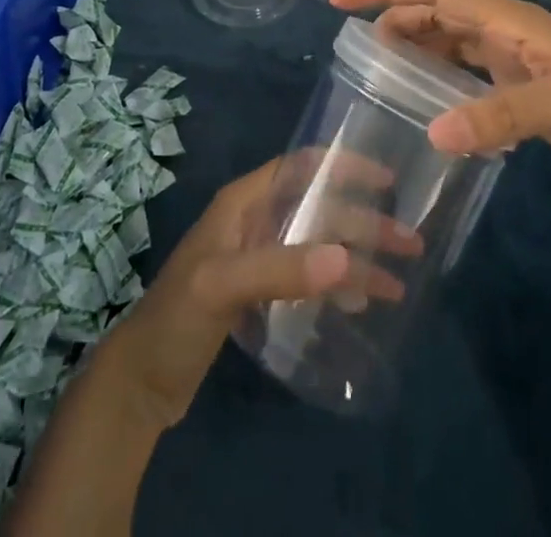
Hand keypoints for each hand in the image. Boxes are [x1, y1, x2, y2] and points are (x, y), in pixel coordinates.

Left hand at [109, 157, 413, 427]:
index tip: (387, 180)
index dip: (343, 166)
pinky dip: (335, 284)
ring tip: (397, 282)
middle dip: (364, 223)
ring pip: (318, 244)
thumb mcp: (222, 287)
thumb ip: (280, 270)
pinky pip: (308, 277)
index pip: (301, 167)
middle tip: (410, 245)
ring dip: (356, 257)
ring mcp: (256, 258)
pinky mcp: (258, 294)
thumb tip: (347, 259)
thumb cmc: (176, 319)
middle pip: (319, 210)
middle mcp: (254, 221)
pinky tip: (358, 303)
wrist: (139, 384)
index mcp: (243, 202)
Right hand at [329, 0, 550, 201]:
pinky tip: (427, 106)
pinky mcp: (527, 99)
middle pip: (436, 13)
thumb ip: (502, 115)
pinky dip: (442, 85)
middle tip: (355, 50)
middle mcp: (506, 34)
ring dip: (415, 50)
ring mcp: (516, 66)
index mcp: (510, 19)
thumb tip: (433, 133)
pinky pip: (469, 81)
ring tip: (379, 74)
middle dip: (393, 19)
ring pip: (450, 45)